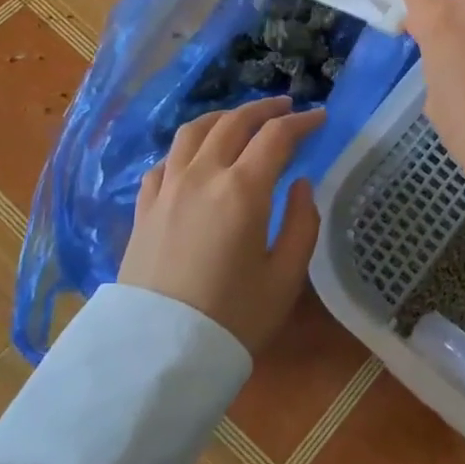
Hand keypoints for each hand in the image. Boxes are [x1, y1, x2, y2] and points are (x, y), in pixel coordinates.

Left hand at [120, 96, 326, 353]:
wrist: (157, 355)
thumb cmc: (233, 318)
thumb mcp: (285, 277)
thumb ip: (301, 222)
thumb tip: (299, 184)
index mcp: (242, 189)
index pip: (276, 136)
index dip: (302, 122)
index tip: (320, 118)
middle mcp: (202, 176)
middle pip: (234, 122)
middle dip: (264, 108)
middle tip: (286, 107)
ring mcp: (167, 189)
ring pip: (193, 132)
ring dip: (223, 117)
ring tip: (240, 119)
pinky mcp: (144, 208)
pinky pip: (165, 161)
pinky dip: (187, 147)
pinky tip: (195, 157)